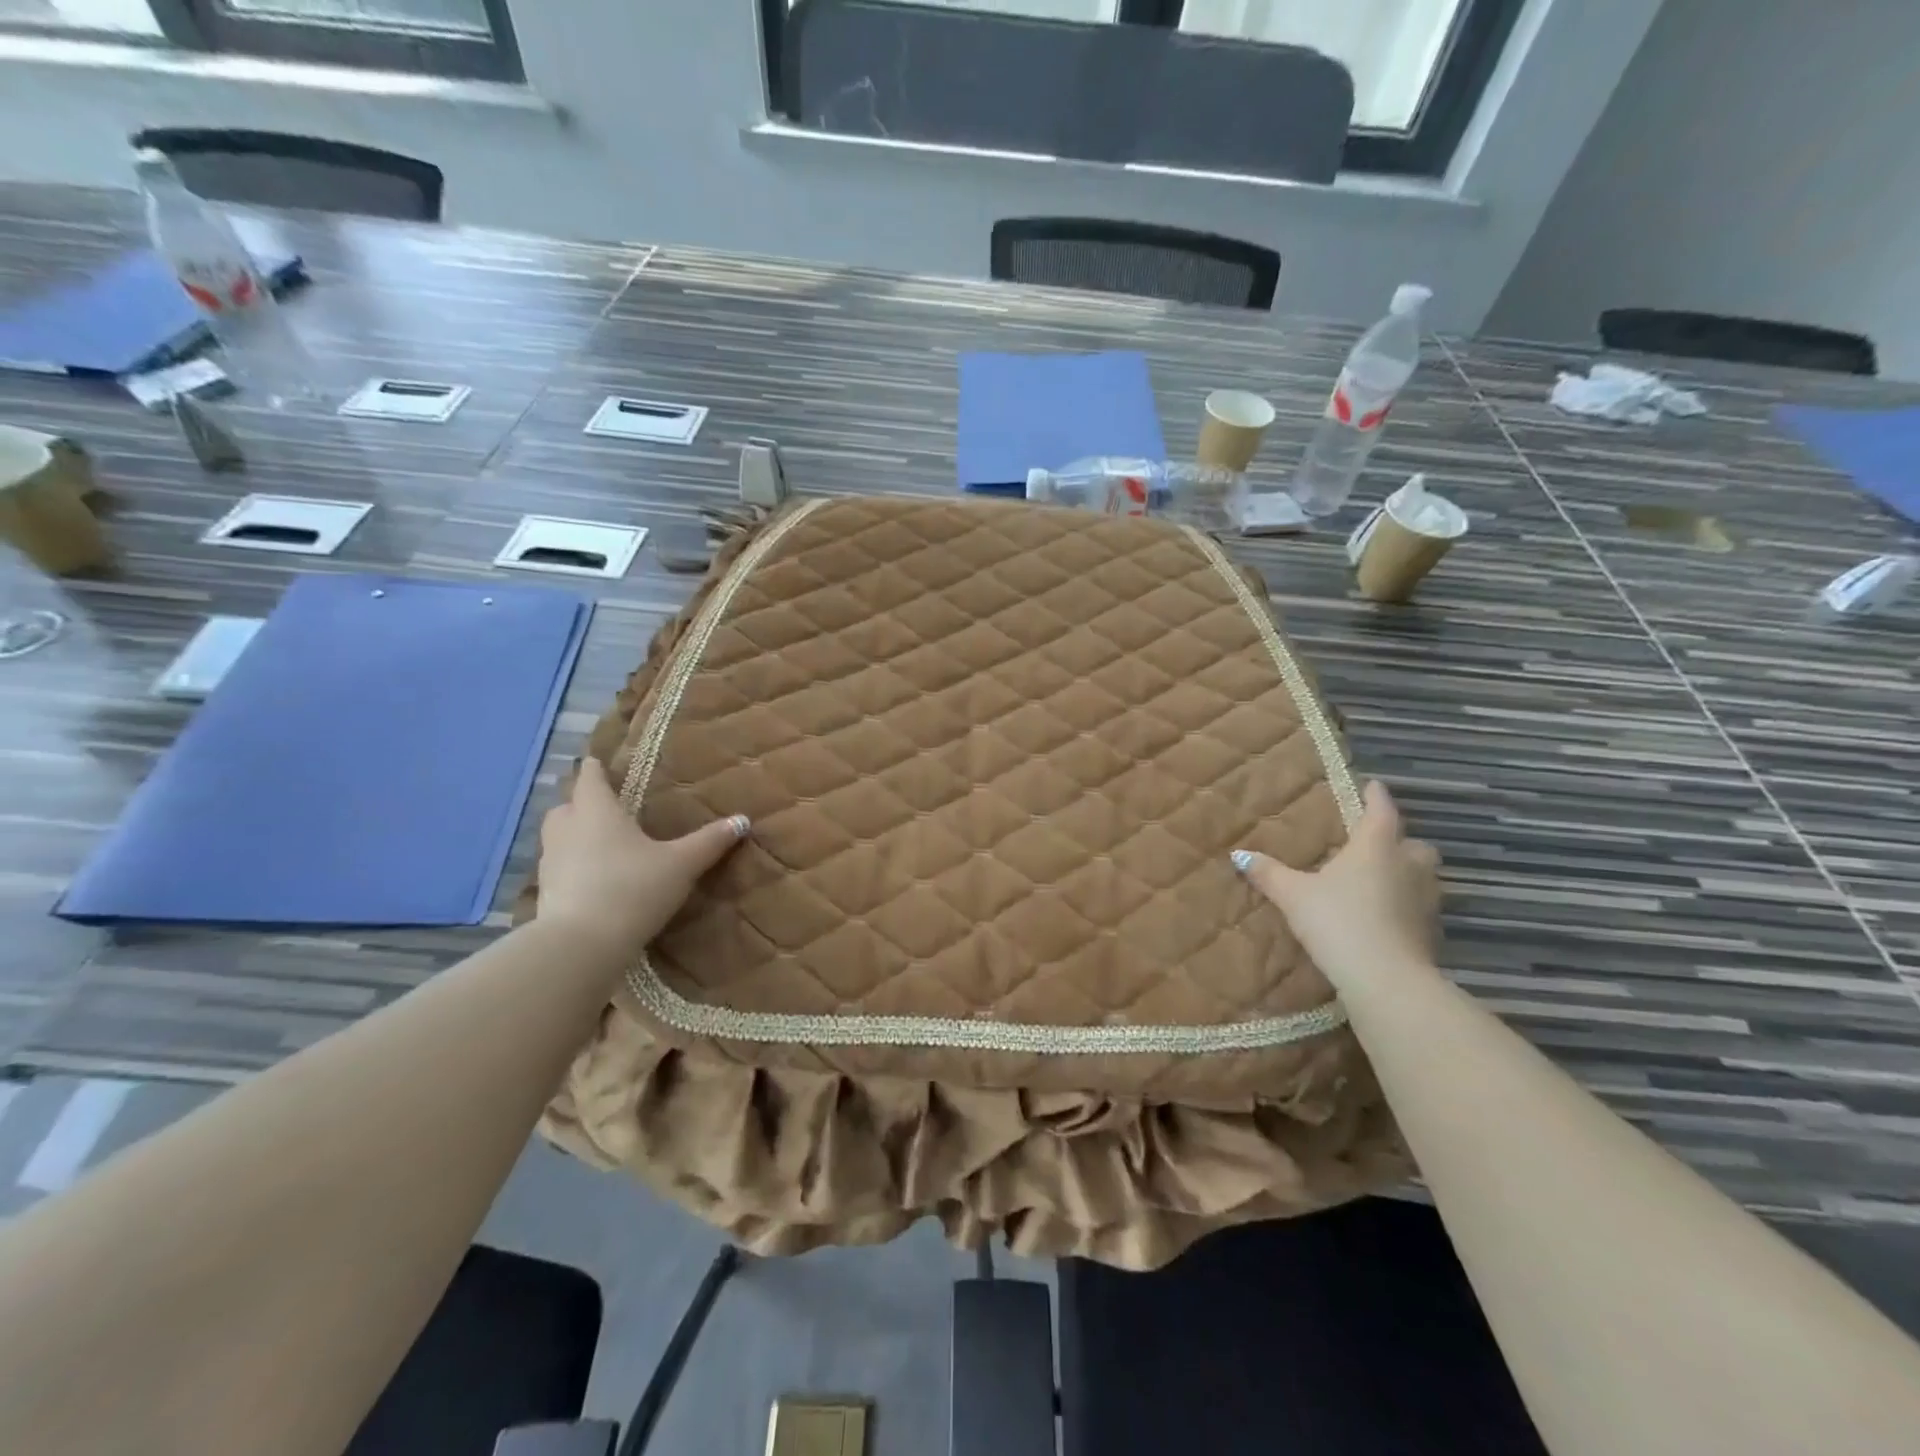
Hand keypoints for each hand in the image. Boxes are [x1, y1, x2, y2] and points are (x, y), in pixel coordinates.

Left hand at [536, 758, 747, 954]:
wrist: (581, 945)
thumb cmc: (633, 889)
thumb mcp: (681, 865)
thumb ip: (709, 842)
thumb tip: (742, 820)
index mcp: (596, 811)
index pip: (589, 778)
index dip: (595, 768)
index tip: (599, 762)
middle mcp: (567, 829)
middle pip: (567, 805)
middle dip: (582, 802)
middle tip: (606, 807)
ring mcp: (550, 862)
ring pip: (558, 836)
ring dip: (574, 835)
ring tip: (601, 844)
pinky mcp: (545, 893)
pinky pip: (558, 868)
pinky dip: (572, 867)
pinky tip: (593, 880)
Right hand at [1232, 781, 1441, 996]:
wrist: (1384, 978)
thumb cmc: (1337, 920)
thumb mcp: (1293, 895)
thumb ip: (1269, 873)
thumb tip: (1239, 854)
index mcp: (1376, 847)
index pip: (1381, 812)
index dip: (1376, 797)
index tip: (1373, 785)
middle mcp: (1407, 866)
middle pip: (1414, 844)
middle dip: (1400, 841)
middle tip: (1377, 844)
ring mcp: (1424, 900)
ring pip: (1423, 876)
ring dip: (1407, 873)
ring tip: (1380, 880)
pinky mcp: (1430, 932)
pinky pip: (1420, 907)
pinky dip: (1406, 905)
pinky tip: (1384, 916)